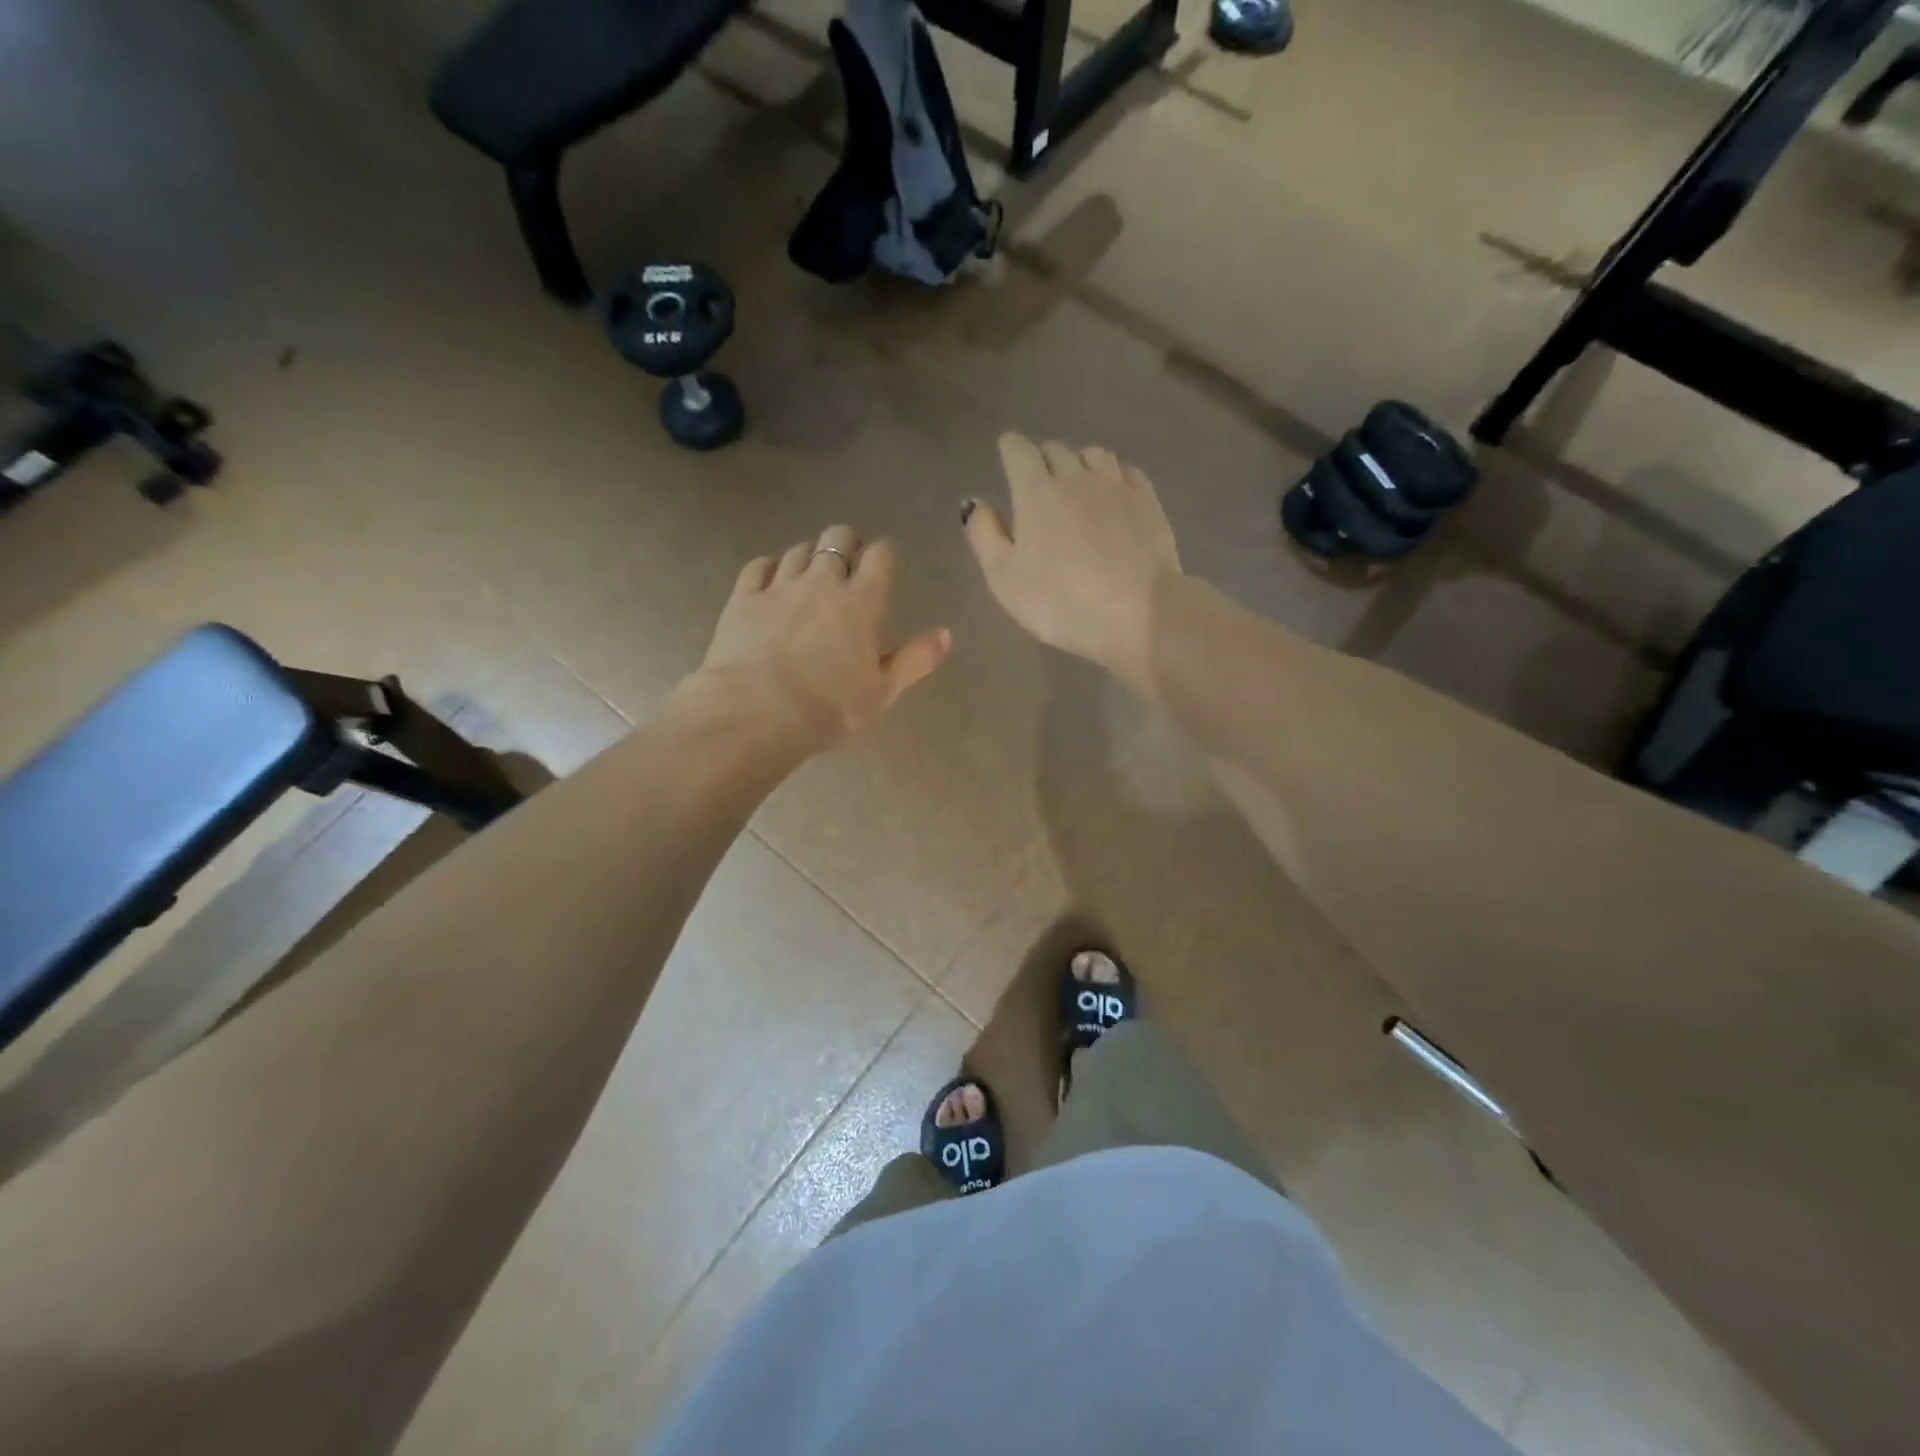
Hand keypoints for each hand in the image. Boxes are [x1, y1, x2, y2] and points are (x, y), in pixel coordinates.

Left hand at [687, 525, 950, 750]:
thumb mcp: (883, 692)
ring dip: (809, 556)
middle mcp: (822, 583)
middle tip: (848, 563)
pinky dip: (769, 567)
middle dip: (847, 543)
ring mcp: (779, 587)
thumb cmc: (831, 708)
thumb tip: (945, 633)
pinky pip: (758, 566)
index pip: (880, 556)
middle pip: (837, 538)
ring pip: (798, 550)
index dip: (884, 554)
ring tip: (810, 574)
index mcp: (862, 603)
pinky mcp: (743, 598)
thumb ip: (915, 659)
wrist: (758, 712)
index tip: (883, 564)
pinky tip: (771, 579)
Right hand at [963, 434, 1181, 696]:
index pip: (1018, 450)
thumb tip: (974, 502)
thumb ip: (984, 536)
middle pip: (1056, 450)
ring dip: (1080, 464)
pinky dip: (1114, 475)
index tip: (1007, 459)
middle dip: (1042, 460)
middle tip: (1039, 486)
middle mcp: (1076, 477)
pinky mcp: (1148, 502)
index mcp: (1036, 492)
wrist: (1138, 614)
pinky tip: (1113, 493)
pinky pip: (1127, 472)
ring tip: (1077, 486)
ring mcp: (1117, 486)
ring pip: (1094, 455)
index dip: (1010, 450)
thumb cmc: (1060, 602)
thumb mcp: (1004, 579)